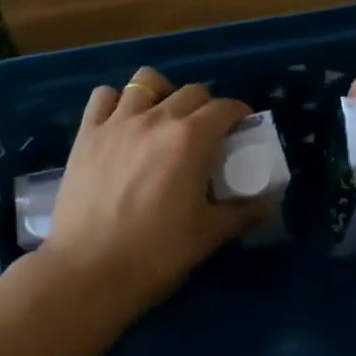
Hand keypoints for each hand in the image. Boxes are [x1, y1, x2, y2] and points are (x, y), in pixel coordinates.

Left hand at [40, 67, 274, 310]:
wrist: (87, 273)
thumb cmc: (155, 255)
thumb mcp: (208, 235)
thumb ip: (242, 211)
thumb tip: (267, 200)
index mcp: (191, 138)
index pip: (225, 107)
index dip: (239, 114)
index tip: (242, 129)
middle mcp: (157, 118)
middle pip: (191, 91)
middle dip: (206, 105)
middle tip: (207, 132)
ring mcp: (118, 122)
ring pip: (146, 81)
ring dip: (162, 93)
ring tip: (163, 117)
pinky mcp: (87, 134)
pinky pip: (103, 96)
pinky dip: (117, 102)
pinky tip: (122, 122)